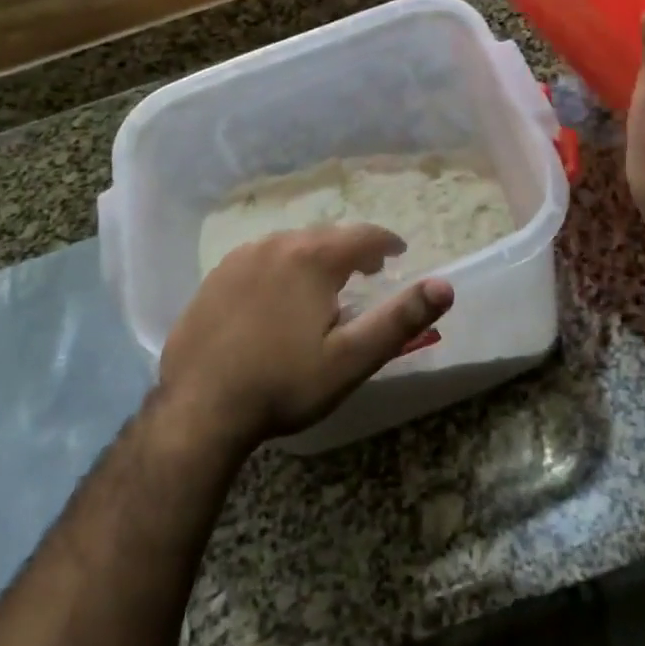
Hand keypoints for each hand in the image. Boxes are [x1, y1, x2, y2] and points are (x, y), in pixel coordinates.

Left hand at [158, 225, 453, 451]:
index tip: (398, 253)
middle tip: (368, 270)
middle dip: (351, 250)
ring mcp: (240, 258)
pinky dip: (280, 267)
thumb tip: (445, 286)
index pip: (362, 236)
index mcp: (312, 258)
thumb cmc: (283, 384)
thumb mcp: (351, 359)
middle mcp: (276, 244)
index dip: (386, 242)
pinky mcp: (215, 277)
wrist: (199, 409)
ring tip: (324, 284)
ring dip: (314, 257)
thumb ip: (399, 319)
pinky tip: (276, 297)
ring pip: (290, 245)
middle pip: (325, 236)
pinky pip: (259, 259)